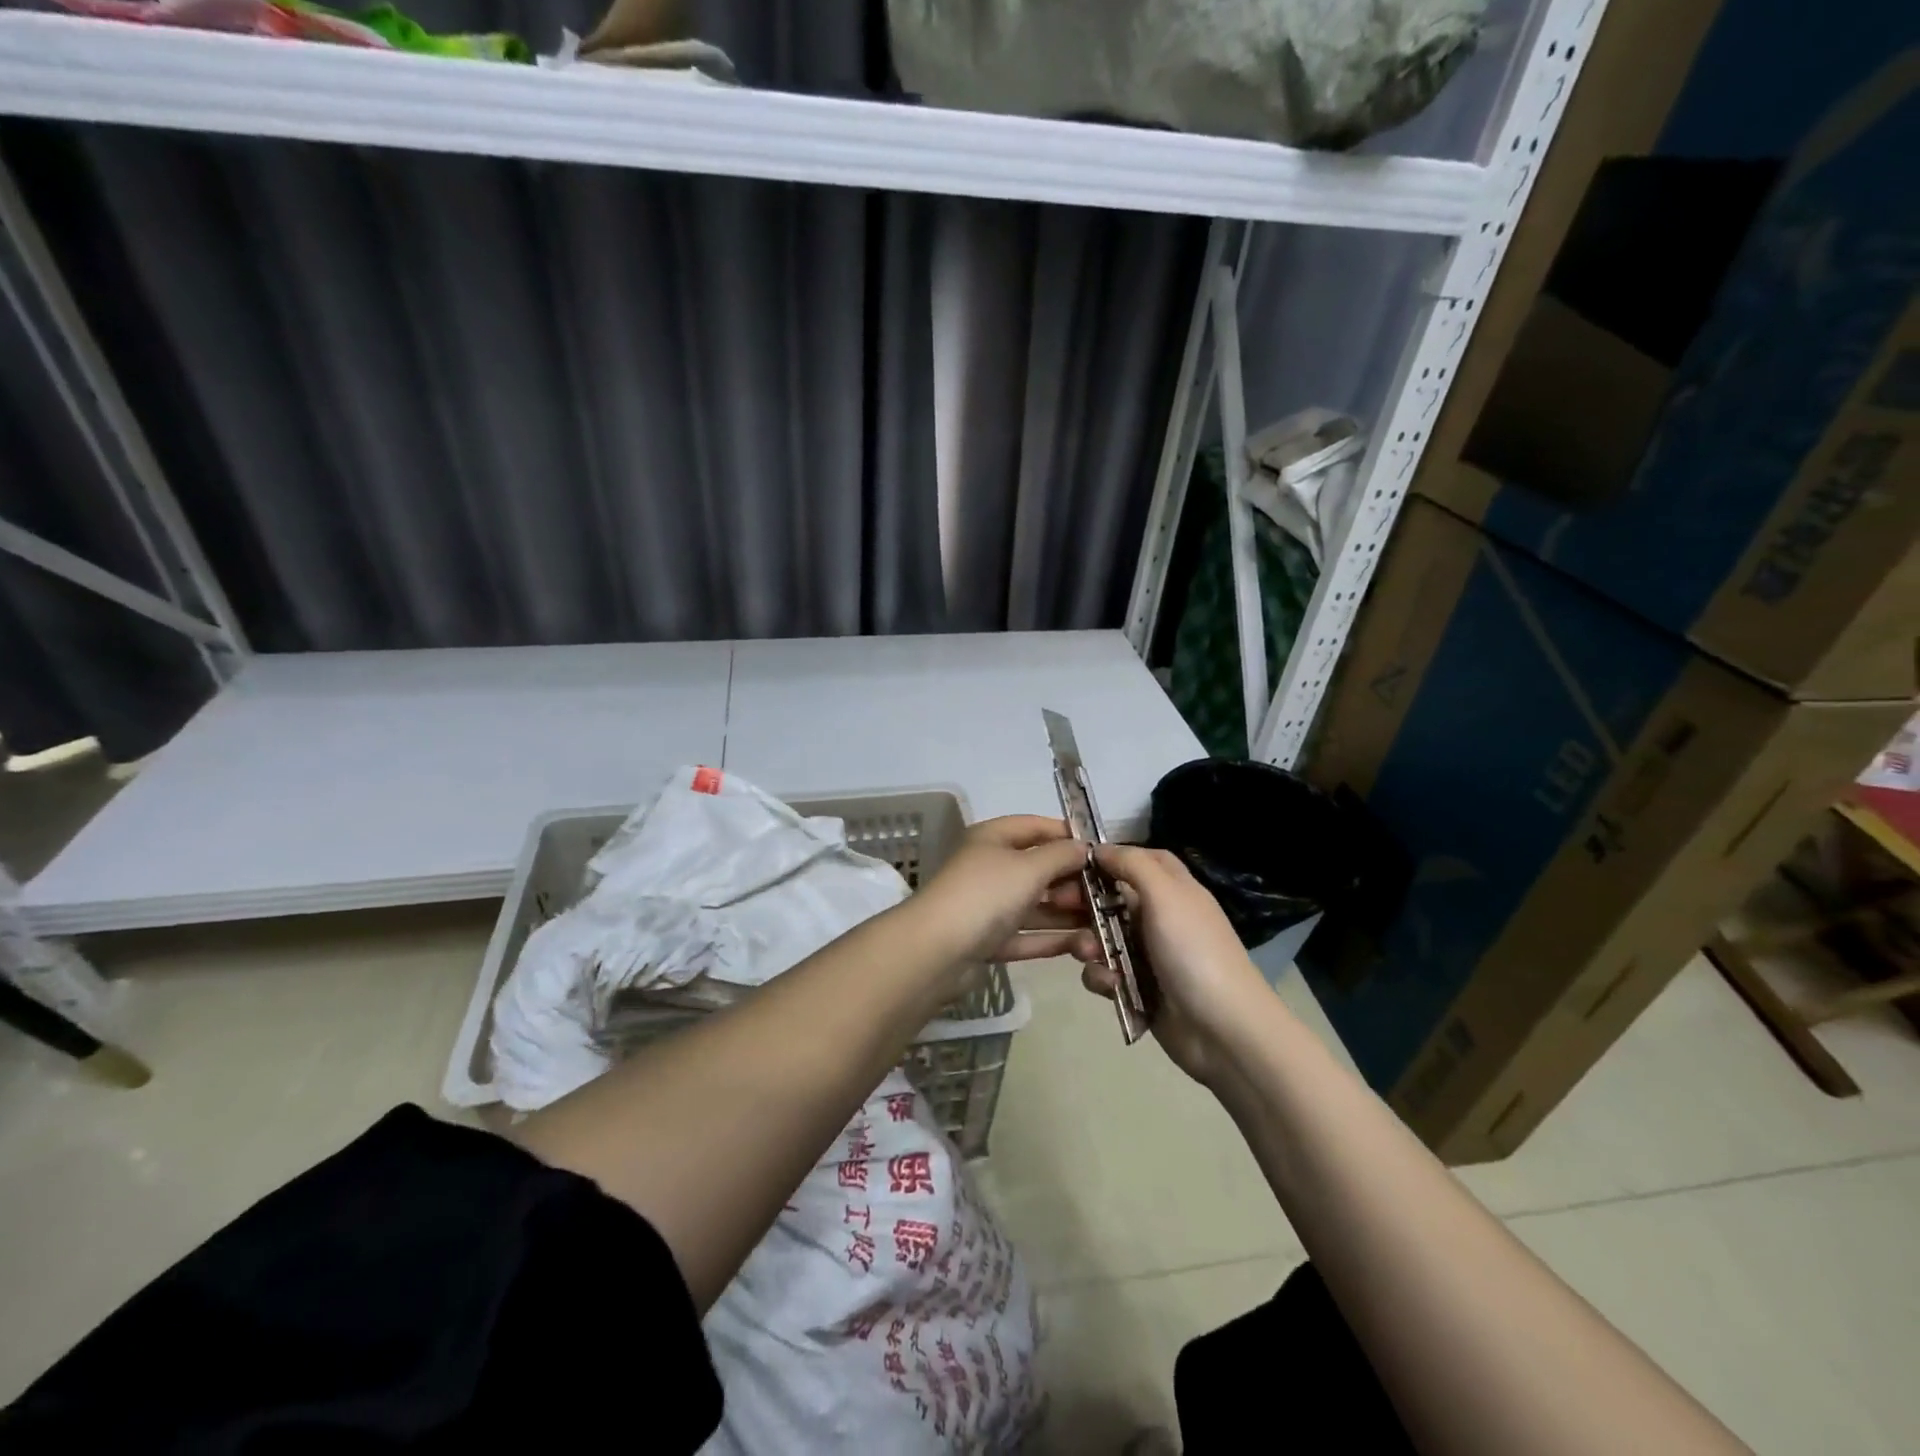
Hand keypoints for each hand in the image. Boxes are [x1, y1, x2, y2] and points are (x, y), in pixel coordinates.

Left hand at [912, 816, 1093, 967]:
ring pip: (1034, 905)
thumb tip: (1084, 848)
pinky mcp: (987, 940)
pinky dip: (1051, 939)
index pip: (1035, 827)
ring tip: (1103, 926)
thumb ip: (1061, 855)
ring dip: (1066, 915)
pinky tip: (1082, 946)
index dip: (1067, 835)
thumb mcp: (1029, 867)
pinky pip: (1026, 935)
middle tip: (1106, 896)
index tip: (1101, 850)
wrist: (936, 951)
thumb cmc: (986, 894)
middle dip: (1072, 881)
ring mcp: (987, 906)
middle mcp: (989, 868)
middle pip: (1038, 869)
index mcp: (992, 839)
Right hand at [1072, 844, 1272, 1084]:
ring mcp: (1148, 954)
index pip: (1137, 859)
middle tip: (1057, 905)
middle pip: (1111, 897)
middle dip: (1083, 902)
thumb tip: (1100, 848)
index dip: (1108, 857)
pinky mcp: (1137, 987)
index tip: (1072, 861)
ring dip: (1087, 942)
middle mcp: (1159, 916)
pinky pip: (1104, 972)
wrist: (1223, 1031)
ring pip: (1101, 936)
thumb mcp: (1166, 895)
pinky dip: (1101, 977)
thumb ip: (1132, 864)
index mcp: (1173, 889)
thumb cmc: (1194, 952)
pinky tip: (1110, 985)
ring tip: (1089, 952)